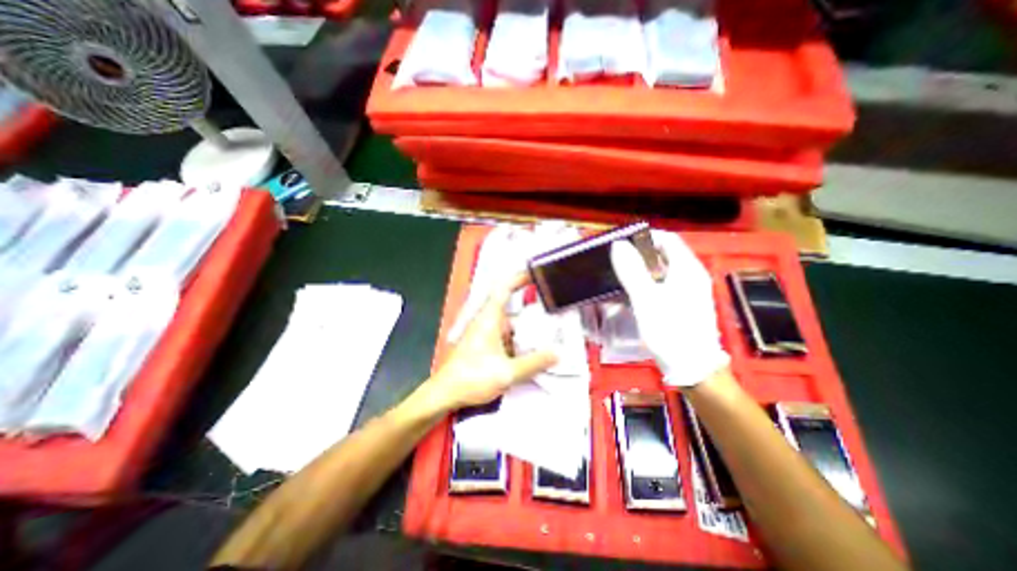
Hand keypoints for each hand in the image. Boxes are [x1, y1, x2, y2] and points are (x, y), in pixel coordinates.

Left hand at [425, 274, 558, 412]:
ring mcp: (485, 333)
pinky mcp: (484, 345)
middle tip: (553, 315)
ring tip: (548, 337)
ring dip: (526, 330)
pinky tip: (531, 353)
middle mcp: (487, 321)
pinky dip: (518, 341)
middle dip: (532, 312)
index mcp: (490, 318)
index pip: (504, 288)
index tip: (536, 273)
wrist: (445, 393)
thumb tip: (557, 353)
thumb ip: (534, 362)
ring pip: (510, 325)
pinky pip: (506, 337)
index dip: (519, 278)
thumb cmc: (472, 377)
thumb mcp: (507, 372)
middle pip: (512, 309)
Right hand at [610, 227, 731, 388]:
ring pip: (661, 271)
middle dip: (638, 255)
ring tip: (618, 276)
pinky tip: (630, 295)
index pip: (667, 239)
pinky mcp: (682, 305)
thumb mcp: (646, 299)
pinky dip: (645, 285)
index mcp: (687, 268)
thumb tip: (618, 245)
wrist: (693, 368)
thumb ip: (632, 270)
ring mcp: (688, 291)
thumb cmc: (670, 330)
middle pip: (663, 255)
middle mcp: (691, 275)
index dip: (644, 237)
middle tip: (615, 261)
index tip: (620, 243)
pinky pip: (661, 286)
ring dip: (640, 271)